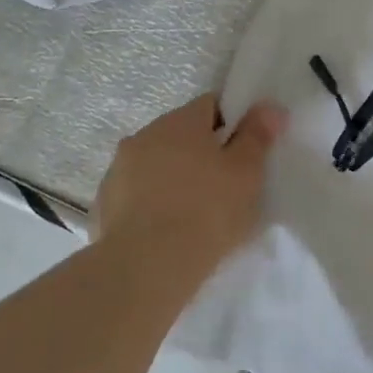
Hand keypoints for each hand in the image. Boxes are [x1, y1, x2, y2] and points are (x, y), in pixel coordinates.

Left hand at [95, 95, 286, 279]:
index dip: (232, 123)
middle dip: (202, 151)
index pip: (210, 104)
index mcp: (180, 121)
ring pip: (156, 163)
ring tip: (195, 211)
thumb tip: (269, 107)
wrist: (147, 267)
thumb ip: (257, 135)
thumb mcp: (246, 172)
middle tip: (225, 183)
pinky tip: (167, 229)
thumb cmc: (207, 211)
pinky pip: (137, 193)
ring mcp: (118, 170)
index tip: (245, 151)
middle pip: (181, 134)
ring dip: (174, 176)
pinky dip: (152, 202)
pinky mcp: (103, 205)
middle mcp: (144, 136)